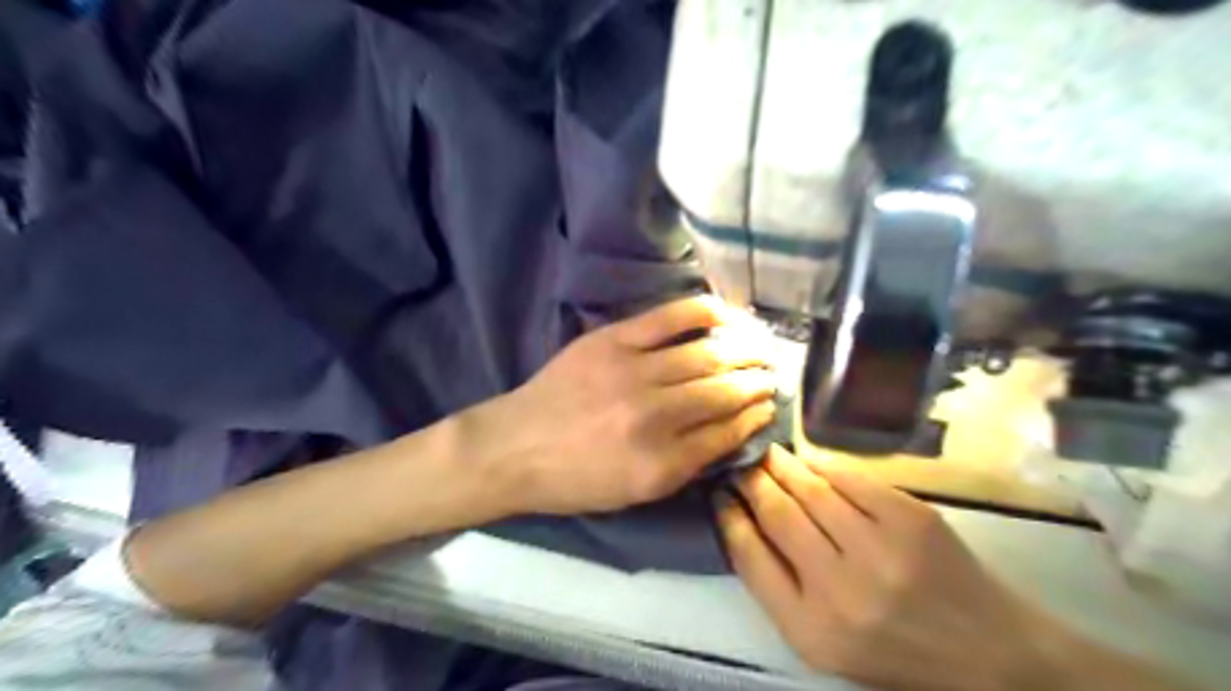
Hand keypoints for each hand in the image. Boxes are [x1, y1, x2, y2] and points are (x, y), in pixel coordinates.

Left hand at [473, 294, 777, 515]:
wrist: (511, 448)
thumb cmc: (573, 480)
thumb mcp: (635, 494)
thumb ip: (688, 465)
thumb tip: (733, 430)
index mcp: (661, 465)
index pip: (727, 433)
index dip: (755, 416)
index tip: (770, 405)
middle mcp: (654, 418)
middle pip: (724, 391)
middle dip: (758, 381)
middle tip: (775, 373)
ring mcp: (633, 373)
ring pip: (707, 355)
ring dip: (744, 348)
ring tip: (763, 345)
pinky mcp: (612, 341)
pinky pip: (669, 319)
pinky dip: (704, 313)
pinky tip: (727, 313)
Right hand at [719, 447, 1051, 690]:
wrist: (991, 654)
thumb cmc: (895, 651)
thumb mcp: (823, 642)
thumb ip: (779, 587)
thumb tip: (744, 520)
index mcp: (810, 630)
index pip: (749, 557)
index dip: (729, 516)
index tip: (719, 493)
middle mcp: (840, 590)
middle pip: (778, 514)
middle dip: (751, 480)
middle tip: (739, 461)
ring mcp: (880, 550)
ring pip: (810, 489)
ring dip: (781, 465)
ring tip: (767, 453)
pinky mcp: (911, 519)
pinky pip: (850, 479)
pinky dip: (822, 464)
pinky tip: (807, 460)